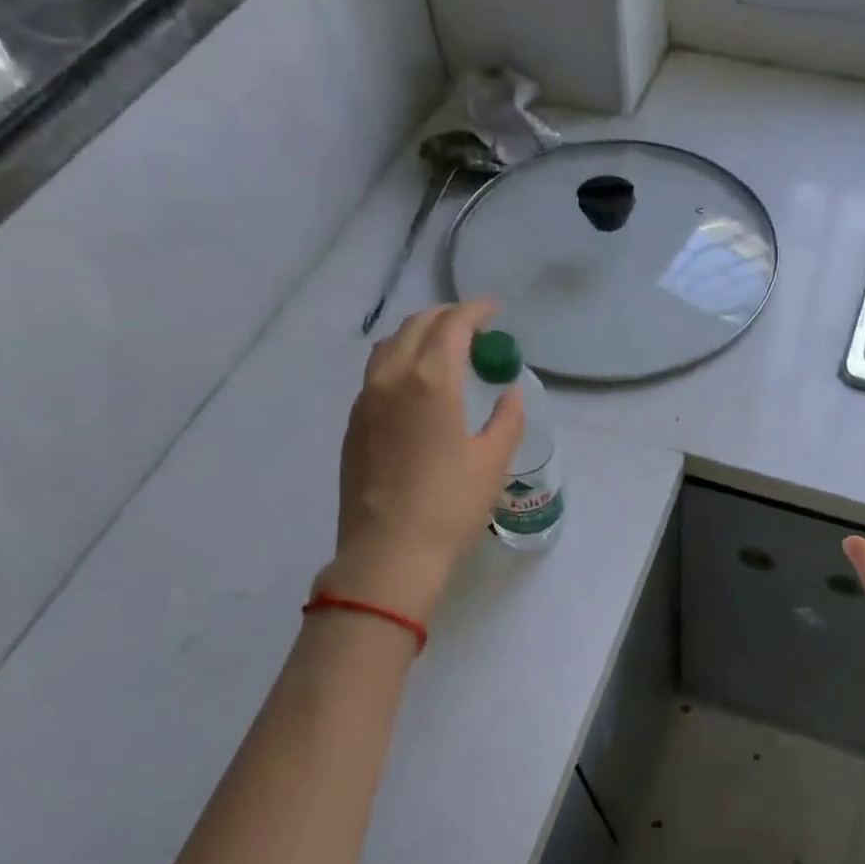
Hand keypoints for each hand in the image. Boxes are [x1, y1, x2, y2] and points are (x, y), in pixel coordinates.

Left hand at [320, 301, 524, 621]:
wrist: (388, 552)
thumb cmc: (450, 506)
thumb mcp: (492, 462)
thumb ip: (507, 419)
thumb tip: (510, 392)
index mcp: (431, 381)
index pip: (452, 326)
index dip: (476, 311)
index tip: (495, 310)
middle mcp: (392, 379)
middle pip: (416, 326)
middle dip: (446, 316)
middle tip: (473, 326)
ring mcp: (366, 401)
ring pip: (390, 346)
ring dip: (419, 334)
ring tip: (444, 348)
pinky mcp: (354, 424)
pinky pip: (377, 374)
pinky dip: (400, 360)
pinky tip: (417, 385)